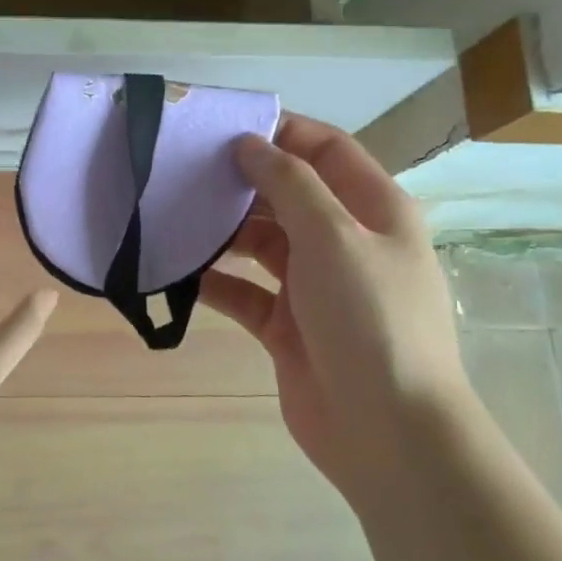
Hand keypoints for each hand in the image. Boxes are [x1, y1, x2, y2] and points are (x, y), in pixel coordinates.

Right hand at [200, 114, 467, 488]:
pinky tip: (179, 274)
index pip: (326, 150)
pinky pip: (246, 292)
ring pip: (263, 243)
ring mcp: (316, 287)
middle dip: (242, 181)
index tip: (222, 128)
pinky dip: (217, 282)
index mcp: (374, 210)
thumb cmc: (369, 319)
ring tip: (173, 217)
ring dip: (224, 232)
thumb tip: (250, 145)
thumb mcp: (334, 236)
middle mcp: (346, 242)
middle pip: (289, 195)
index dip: (280, 132)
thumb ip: (290, 183)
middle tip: (183, 171)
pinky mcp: (288, 327)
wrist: (388, 433)